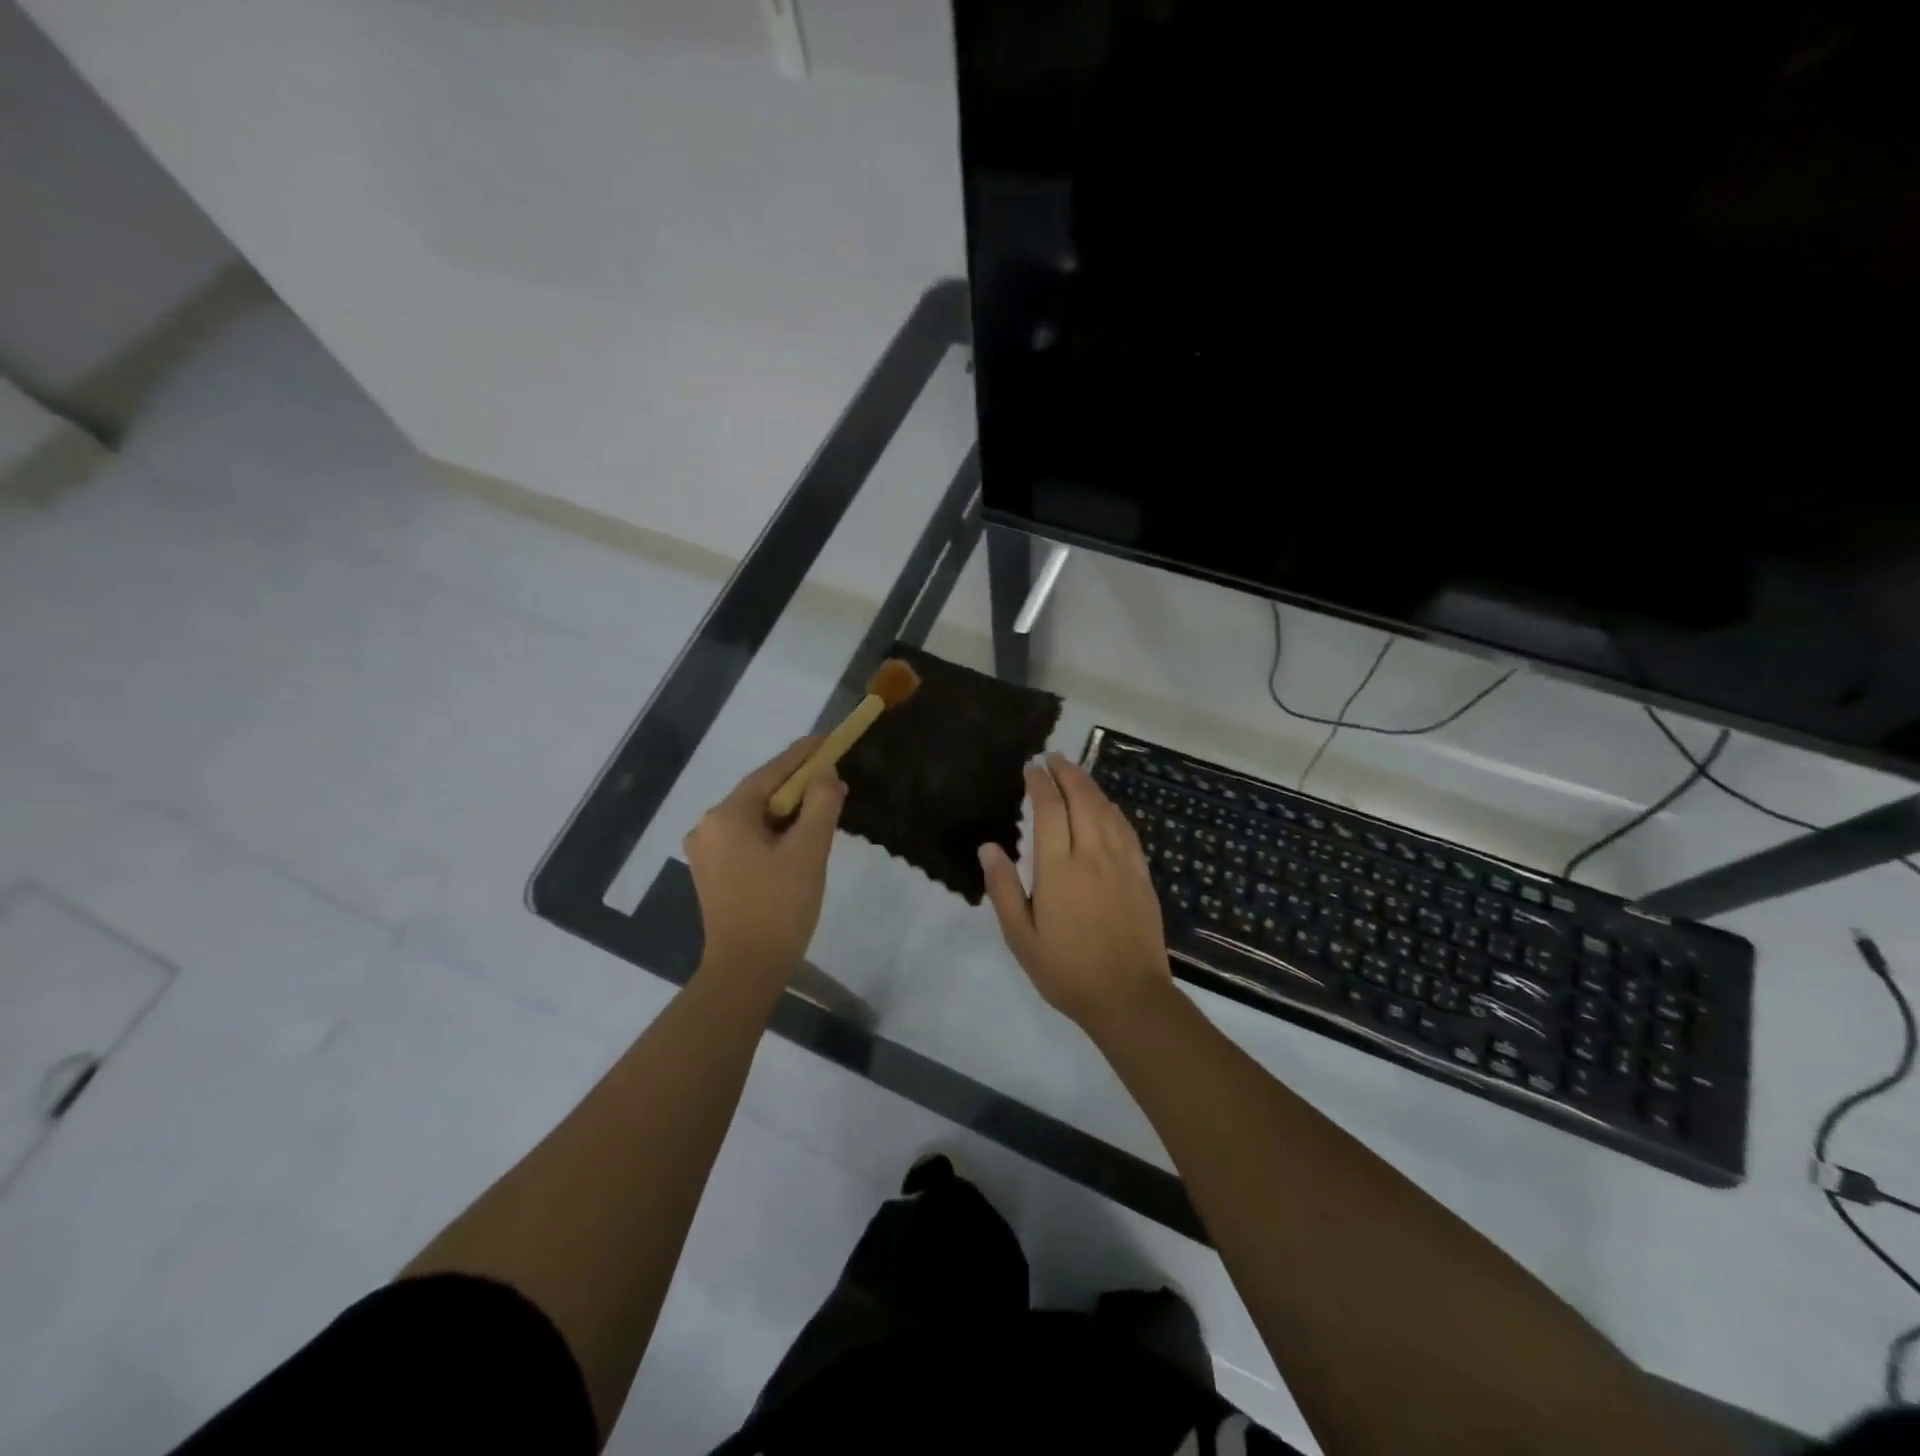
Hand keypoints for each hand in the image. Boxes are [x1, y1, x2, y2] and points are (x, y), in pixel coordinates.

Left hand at [685, 737, 845, 989]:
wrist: (745, 971)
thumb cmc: (779, 908)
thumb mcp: (809, 851)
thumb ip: (821, 805)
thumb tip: (827, 776)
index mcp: (727, 816)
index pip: (771, 772)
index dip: (803, 754)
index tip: (828, 739)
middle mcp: (708, 826)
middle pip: (761, 793)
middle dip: (798, 785)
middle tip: (834, 778)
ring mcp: (706, 851)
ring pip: (755, 817)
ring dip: (788, 811)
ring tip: (822, 808)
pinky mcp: (712, 873)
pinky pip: (747, 838)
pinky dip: (774, 832)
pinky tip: (797, 839)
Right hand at [979, 753, 1173, 1031]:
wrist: (1129, 996)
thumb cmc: (1067, 970)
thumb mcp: (1021, 937)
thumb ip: (1004, 888)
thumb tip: (988, 847)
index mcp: (1059, 868)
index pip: (1049, 810)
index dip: (1040, 784)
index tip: (1031, 768)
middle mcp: (1092, 855)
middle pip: (1082, 799)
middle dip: (1067, 773)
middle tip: (1053, 757)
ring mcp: (1122, 862)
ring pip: (1106, 809)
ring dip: (1090, 785)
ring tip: (1075, 771)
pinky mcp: (1141, 874)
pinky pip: (1126, 829)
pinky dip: (1113, 808)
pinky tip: (1106, 805)